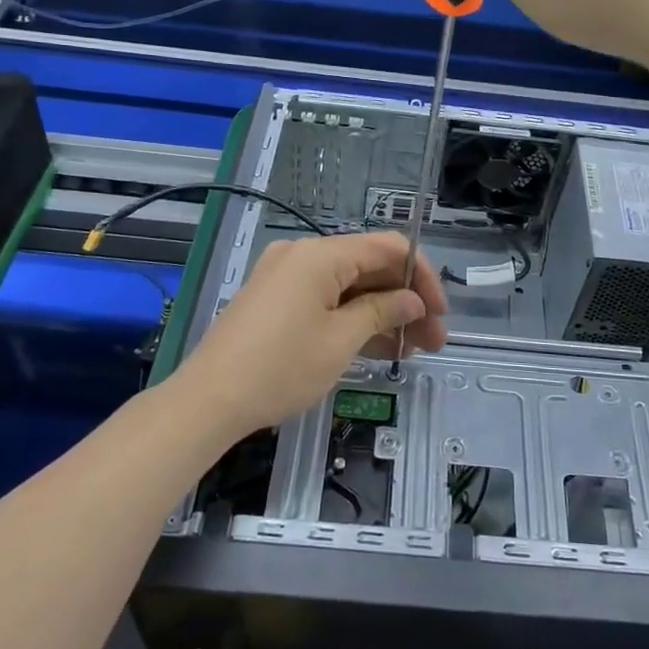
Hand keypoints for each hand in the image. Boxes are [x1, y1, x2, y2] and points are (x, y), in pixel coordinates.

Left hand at [177, 232, 447, 437]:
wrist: (208, 400)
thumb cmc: (280, 368)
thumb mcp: (340, 341)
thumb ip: (382, 312)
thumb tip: (412, 301)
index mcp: (321, 254)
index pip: (389, 247)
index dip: (422, 277)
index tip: (440, 314)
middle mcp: (304, 255)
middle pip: (370, 267)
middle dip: (405, 301)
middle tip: (432, 342)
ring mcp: (287, 277)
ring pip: (349, 286)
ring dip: (382, 314)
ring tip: (411, 351)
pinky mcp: (276, 300)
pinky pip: (326, 300)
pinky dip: (352, 319)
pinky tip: (377, 348)